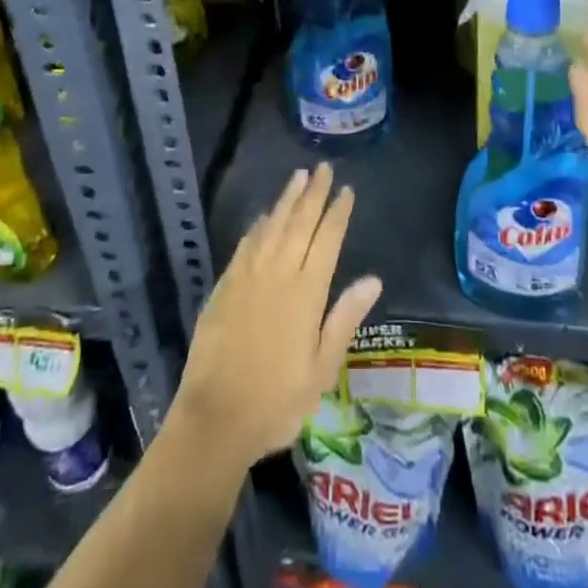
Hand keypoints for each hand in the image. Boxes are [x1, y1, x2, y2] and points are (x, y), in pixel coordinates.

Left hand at [174, 163, 382, 469]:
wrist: (214, 420)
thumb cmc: (277, 402)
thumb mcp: (322, 370)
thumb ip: (344, 319)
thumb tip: (373, 279)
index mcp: (306, 293)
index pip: (327, 240)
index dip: (337, 213)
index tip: (346, 190)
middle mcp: (278, 274)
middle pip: (299, 223)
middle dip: (314, 193)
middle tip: (323, 168)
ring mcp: (248, 277)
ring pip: (272, 226)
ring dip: (287, 200)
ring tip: (298, 176)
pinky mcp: (224, 287)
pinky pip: (246, 245)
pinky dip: (258, 226)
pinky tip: (264, 216)